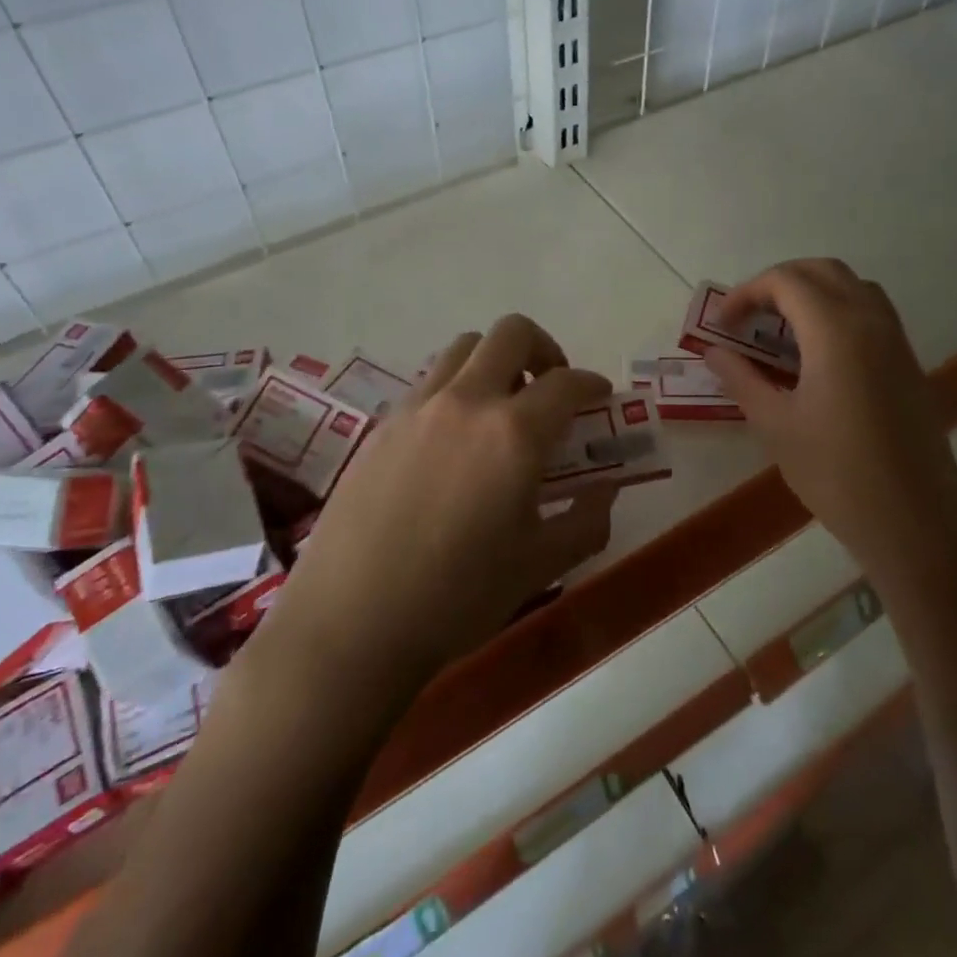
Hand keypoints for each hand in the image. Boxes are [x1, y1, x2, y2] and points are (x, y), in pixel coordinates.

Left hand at [268, 316, 617, 695]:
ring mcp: (417, 408)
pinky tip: (453, 441)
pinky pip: (428, 383)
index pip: (566, 383)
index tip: (599, 397)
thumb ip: (586, 521)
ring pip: (463, 348)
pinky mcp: (382, 425)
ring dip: (494, 362)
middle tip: (550, 387)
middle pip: (511, 334)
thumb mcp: (540, 565)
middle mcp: (466, 402)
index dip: (591, 384)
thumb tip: (605, 491)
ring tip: (500, 408)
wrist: (351, 623)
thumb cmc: (457, 598)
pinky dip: (455, 390)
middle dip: (543, 348)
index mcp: (513, 434)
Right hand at [703, 259, 956, 569]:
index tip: (722, 324)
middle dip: (778, 283)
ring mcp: (896, 340)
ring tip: (779, 332)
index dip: (746, 293)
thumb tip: (714, 352)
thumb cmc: (837, 473)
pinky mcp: (907, 362)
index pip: (785, 281)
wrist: (915, 520)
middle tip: (748, 317)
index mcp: (836, 330)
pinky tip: (815, 356)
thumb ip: (741, 379)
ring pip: (852, 287)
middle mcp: (871, 321)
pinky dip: (837, 312)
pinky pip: (870, 312)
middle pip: (822, 271)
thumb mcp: (776, 425)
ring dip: (811, 293)